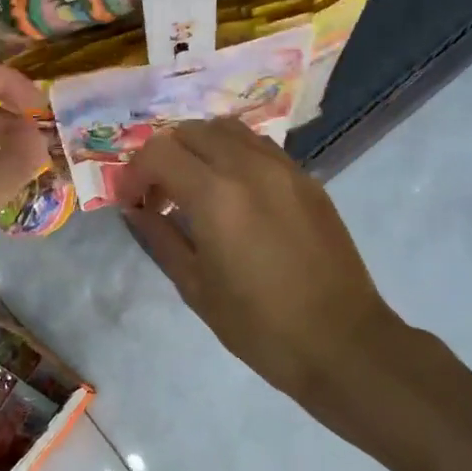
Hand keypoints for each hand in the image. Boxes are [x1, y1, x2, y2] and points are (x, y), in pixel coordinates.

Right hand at [119, 117, 401, 402]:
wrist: (339, 341)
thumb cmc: (258, 325)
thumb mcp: (195, 286)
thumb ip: (160, 237)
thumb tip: (135, 209)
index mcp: (216, 196)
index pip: (158, 152)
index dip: (134, 173)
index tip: (132, 204)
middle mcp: (250, 167)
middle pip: (191, 130)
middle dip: (164, 156)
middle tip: (159, 197)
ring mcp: (284, 168)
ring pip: (227, 129)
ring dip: (199, 149)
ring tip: (194, 189)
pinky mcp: (308, 180)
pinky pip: (259, 147)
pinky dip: (232, 155)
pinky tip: (233, 195)